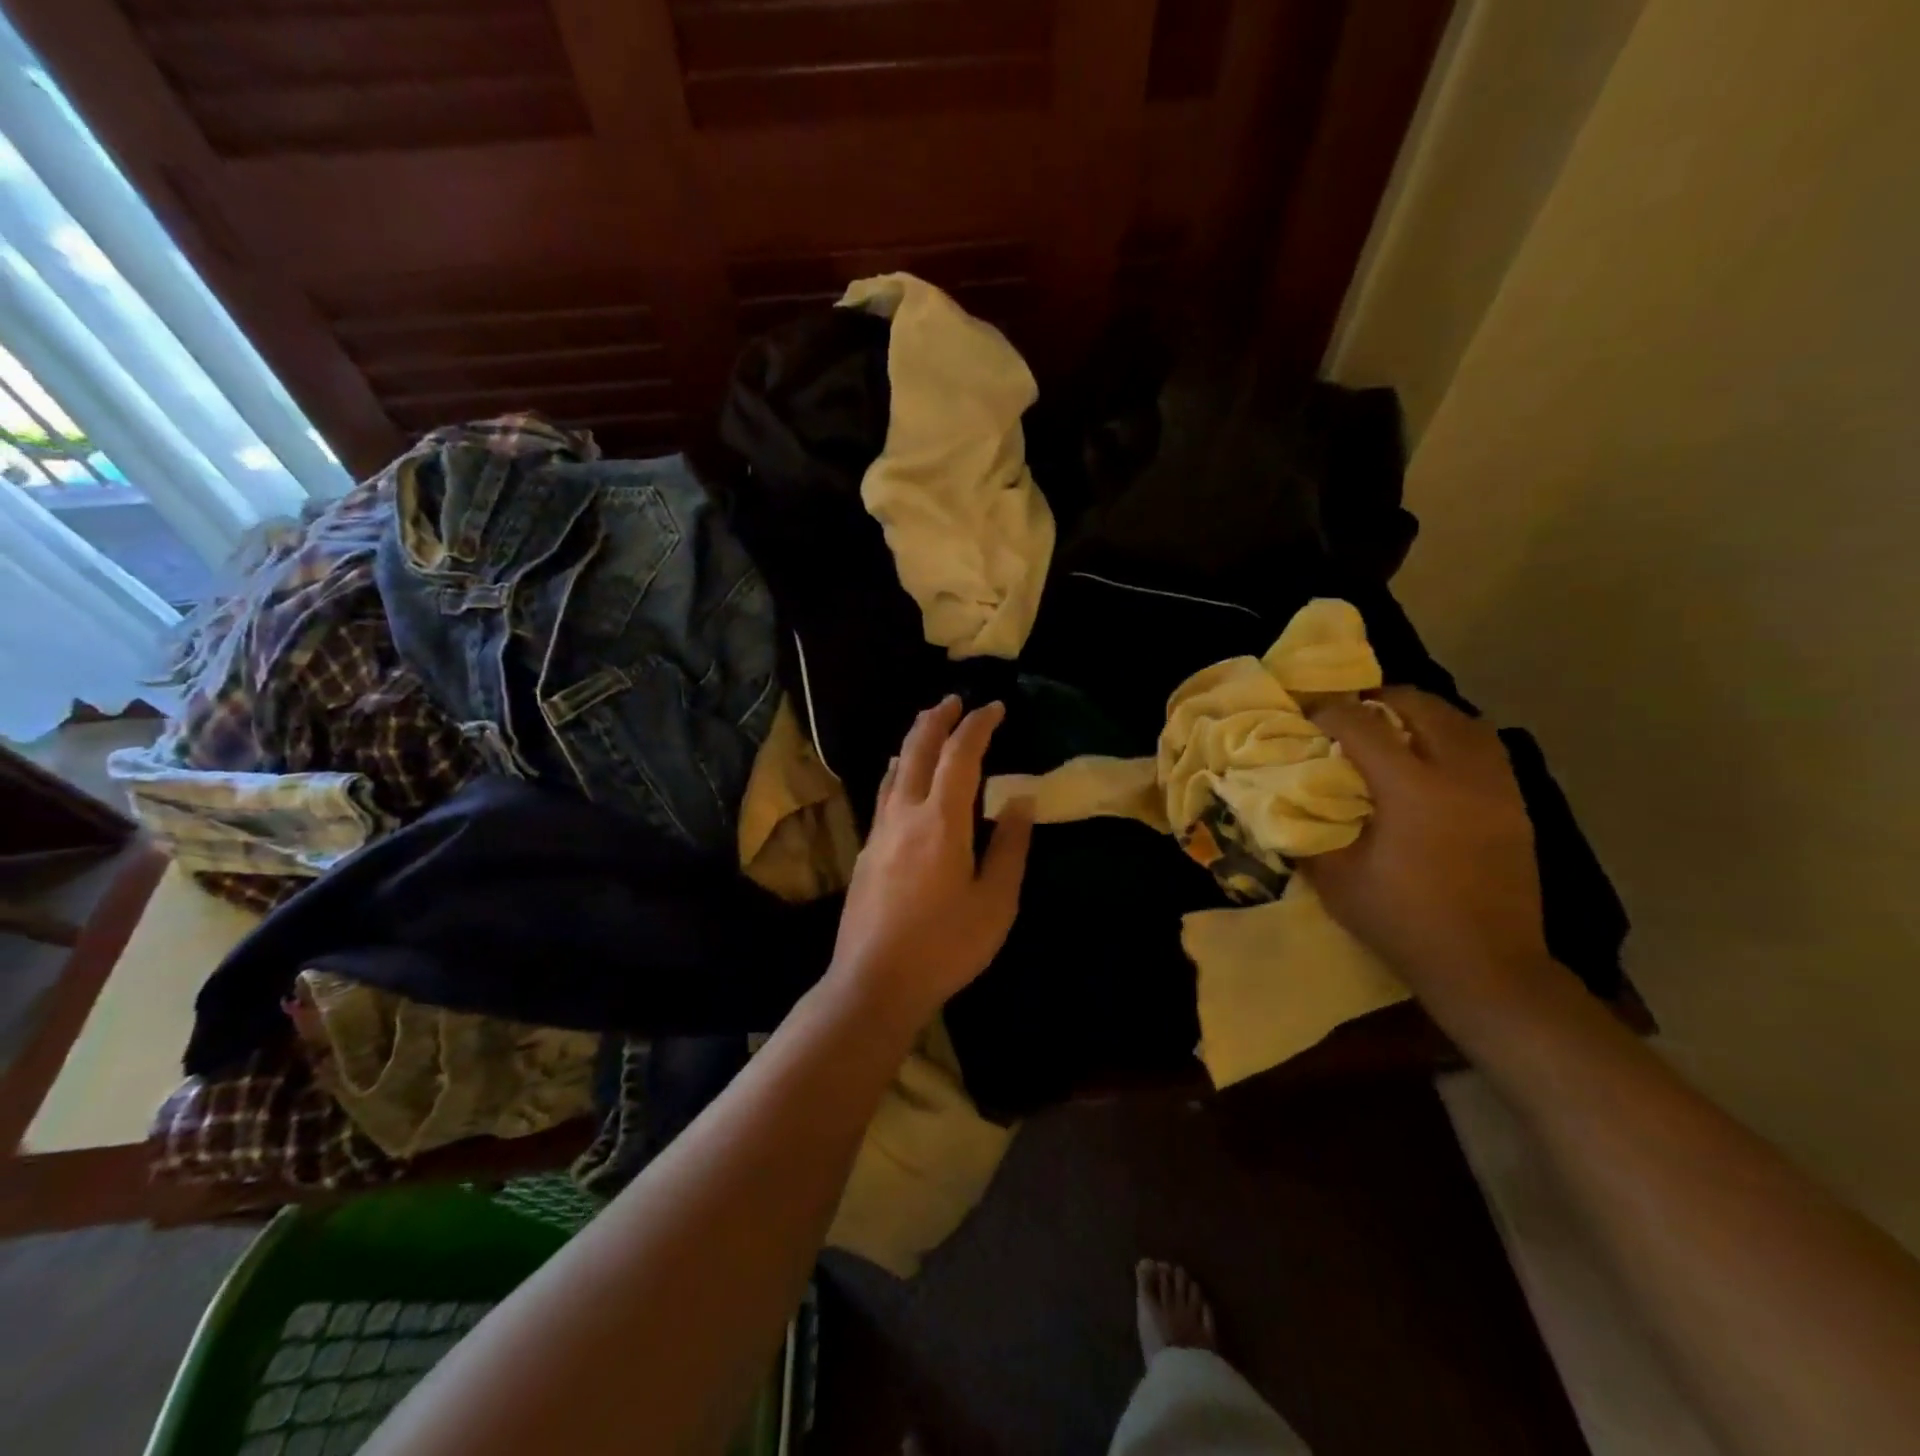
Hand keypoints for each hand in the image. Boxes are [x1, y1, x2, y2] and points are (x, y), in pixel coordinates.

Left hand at [829, 696, 1033, 1022]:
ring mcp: (879, 832)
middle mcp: (905, 814)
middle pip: (917, 750)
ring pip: (894, 770)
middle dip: (937, 720)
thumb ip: (1010, 846)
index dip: (978, 725)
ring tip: (928, 726)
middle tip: (954, 700)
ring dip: (913, 741)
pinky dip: (897, 771)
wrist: (874, 982)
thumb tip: (1018, 799)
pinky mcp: (866, 851)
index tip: (995, 708)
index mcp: (941, 821)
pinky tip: (897, 776)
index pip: (960, 755)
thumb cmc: (944, 946)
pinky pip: (884, 794)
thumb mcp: (996, 902)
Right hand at [1303, 689, 1550, 1003]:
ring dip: (1421, 713)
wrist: (1486, 965)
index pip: (1362, 726)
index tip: (1306, 718)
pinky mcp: (1515, 804)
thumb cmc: (1402, 921)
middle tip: (1349, 714)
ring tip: (1392, 725)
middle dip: (1378, 700)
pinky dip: (1453, 735)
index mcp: (1412, 789)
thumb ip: (1306, 831)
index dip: (1329, 713)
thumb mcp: (1335, 879)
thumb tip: (1279, 800)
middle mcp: (1460, 773)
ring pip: (1462, 719)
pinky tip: (1432, 756)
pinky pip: (1485, 745)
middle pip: (1420, 707)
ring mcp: (1496, 786)